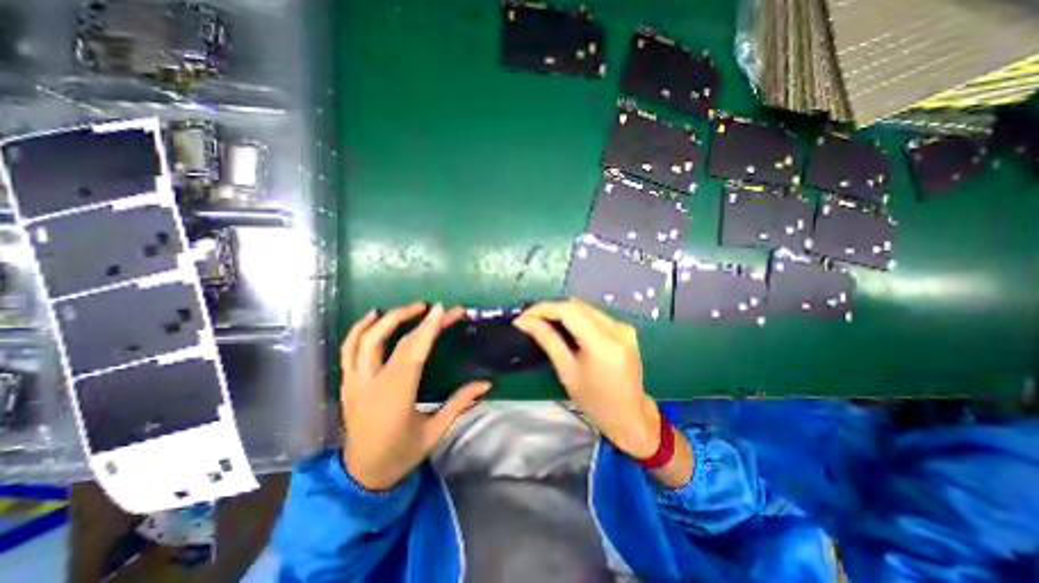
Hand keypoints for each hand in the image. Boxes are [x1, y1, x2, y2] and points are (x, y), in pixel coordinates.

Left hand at [337, 304, 490, 490]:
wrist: (361, 477)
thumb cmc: (401, 454)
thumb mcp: (435, 431)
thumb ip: (460, 403)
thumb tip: (487, 384)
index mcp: (395, 396)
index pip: (412, 352)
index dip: (428, 328)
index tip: (442, 309)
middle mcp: (370, 384)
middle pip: (384, 339)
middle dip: (407, 316)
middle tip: (429, 306)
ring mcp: (354, 382)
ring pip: (361, 340)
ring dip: (383, 319)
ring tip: (405, 308)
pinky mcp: (347, 383)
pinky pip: (347, 349)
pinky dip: (358, 329)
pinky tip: (372, 318)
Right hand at [510, 301, 655, 458]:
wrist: (630, 416)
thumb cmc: (595, 401)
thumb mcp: (567, 371)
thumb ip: (548, 340)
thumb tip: (525, 321)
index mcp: (603, 343)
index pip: (569, 311)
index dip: (544, 308)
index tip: (523, 316)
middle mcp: (617, 328)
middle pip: (578, 306)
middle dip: (551, 308)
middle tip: (530, 318)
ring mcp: (624, 327)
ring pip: (586, 308)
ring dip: (563, 311)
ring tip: (543, 320)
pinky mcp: (625, 329)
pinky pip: (595, 315)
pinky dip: (577, 317)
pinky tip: (564, 325)